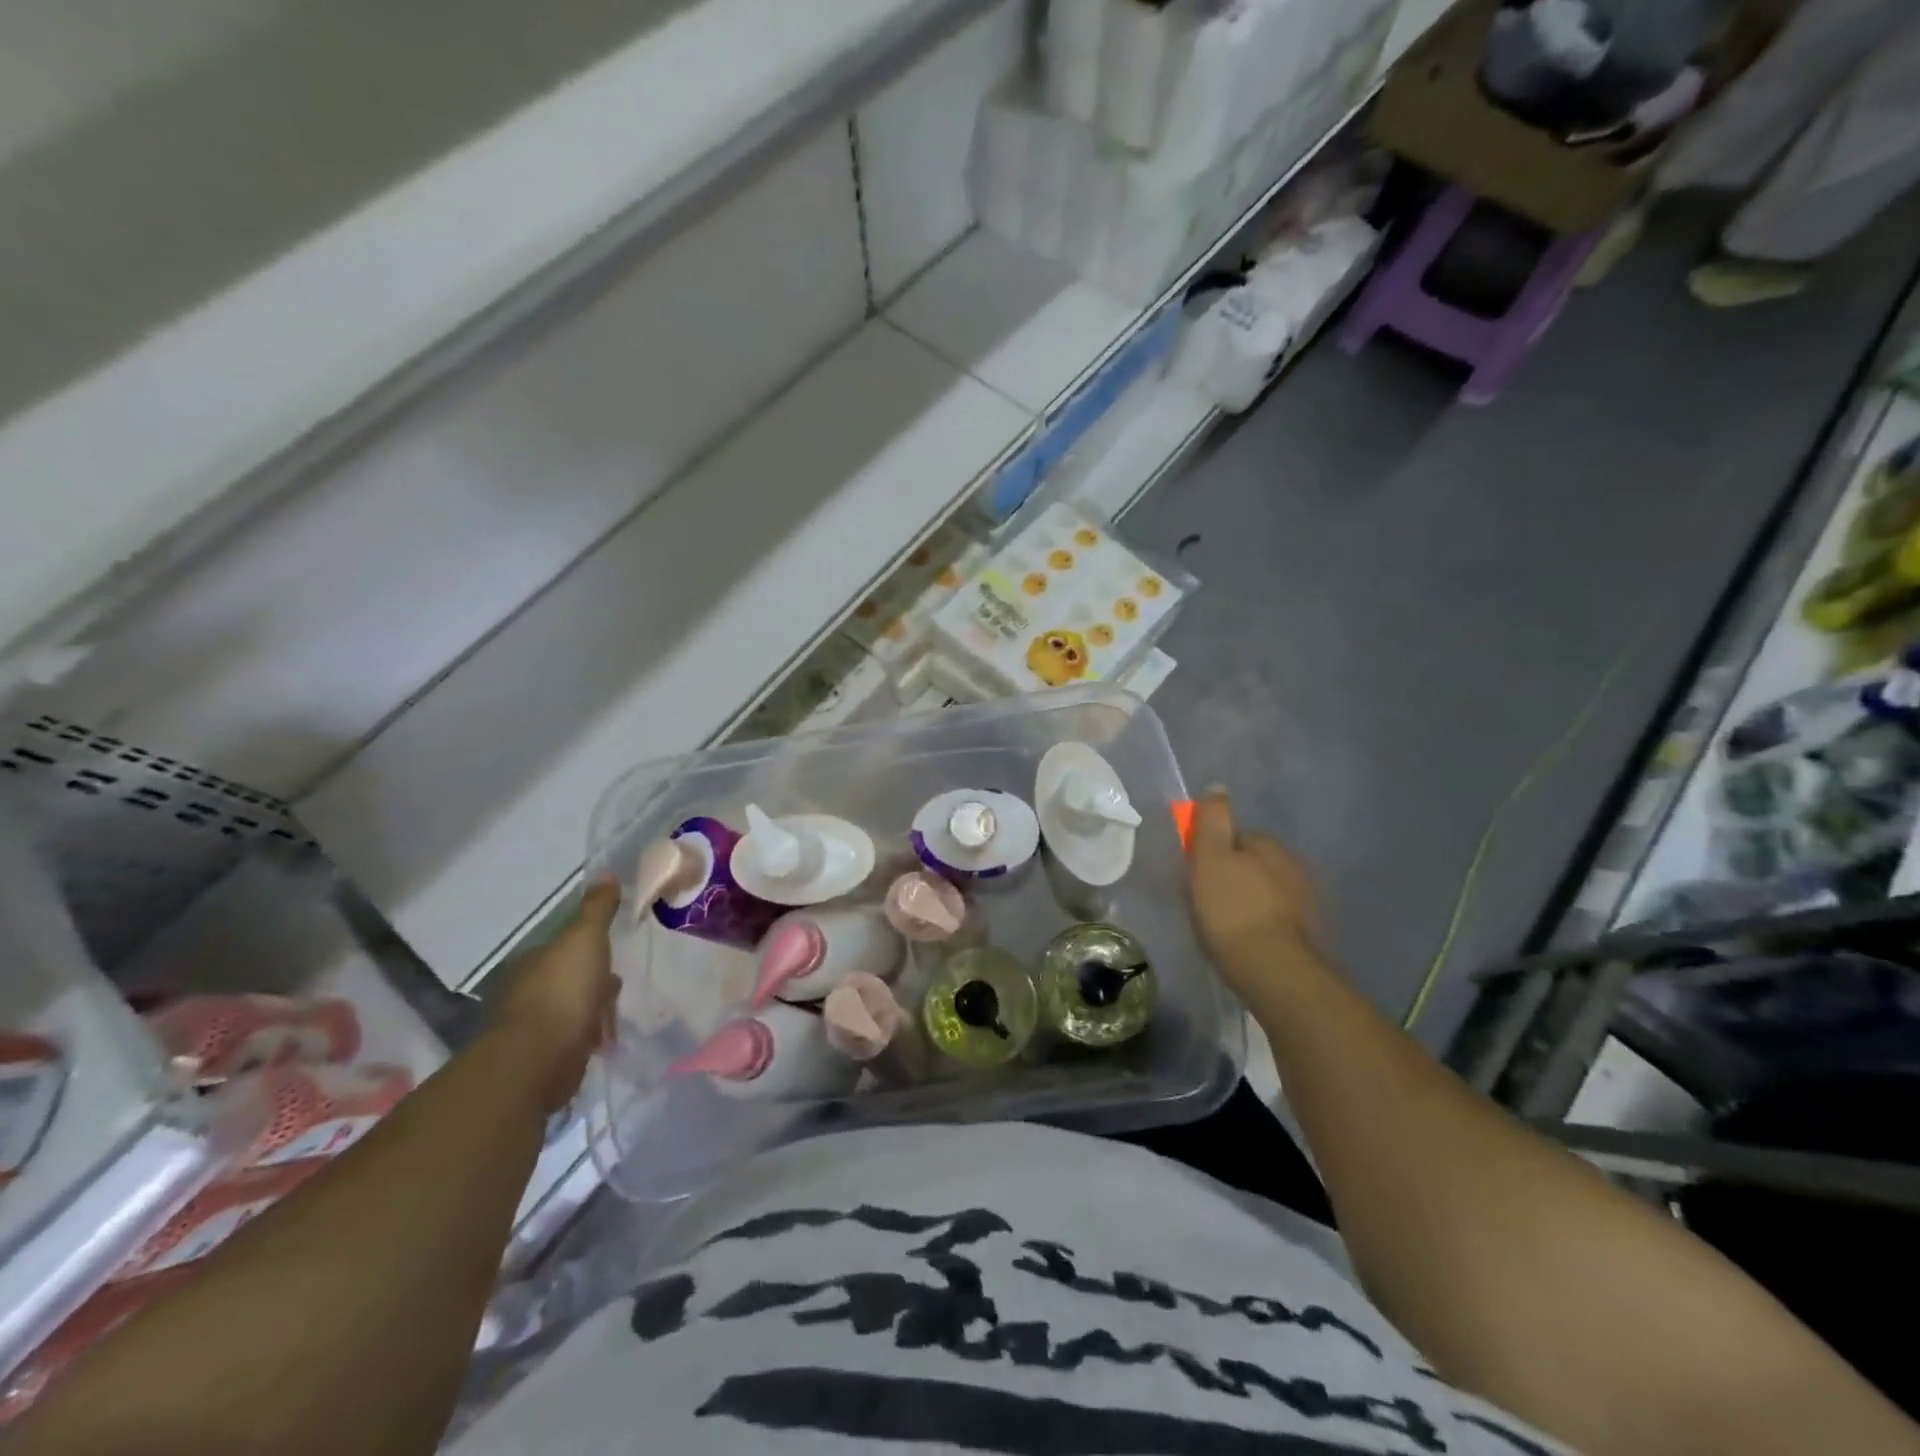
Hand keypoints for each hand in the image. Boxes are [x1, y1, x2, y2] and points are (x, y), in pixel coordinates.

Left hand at [488, 880, 621, 1113]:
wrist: (538, 1059)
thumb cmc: (563, 991)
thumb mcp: (586, 939)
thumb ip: (597, 909)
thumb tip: (607, 875)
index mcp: (533, 962)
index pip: (562, 949)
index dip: (588, 950)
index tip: (611, 956)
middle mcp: (526, 992)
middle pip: (567, 981)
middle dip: (591, 984)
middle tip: (615, 989)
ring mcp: (531, 1029)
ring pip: (570, 1012)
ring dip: (591, 1014)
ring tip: (614, 1019)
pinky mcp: (540, 1061)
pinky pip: (571, 1042)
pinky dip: (586, 1040)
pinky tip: (602, 1044)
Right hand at [1188, 790, 1320, 990]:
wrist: (1274, 970)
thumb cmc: (1232, 910)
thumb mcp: (1210, 858)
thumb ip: (1213, 820)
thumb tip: (1217, 787)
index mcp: (1269, 845)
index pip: (1235, 838)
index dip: (1212, 853)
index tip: (1196, 875)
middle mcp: (1294, 865)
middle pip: (1252, 863)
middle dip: (1233, 877)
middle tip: (1207, 902)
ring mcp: (1307, 900)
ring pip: (1266, 891)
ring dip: (1249, 901)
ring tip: (1226, 927)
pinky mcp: (1310, 933)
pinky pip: (1278, 918)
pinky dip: (1263, 924)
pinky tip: (1248, 941)